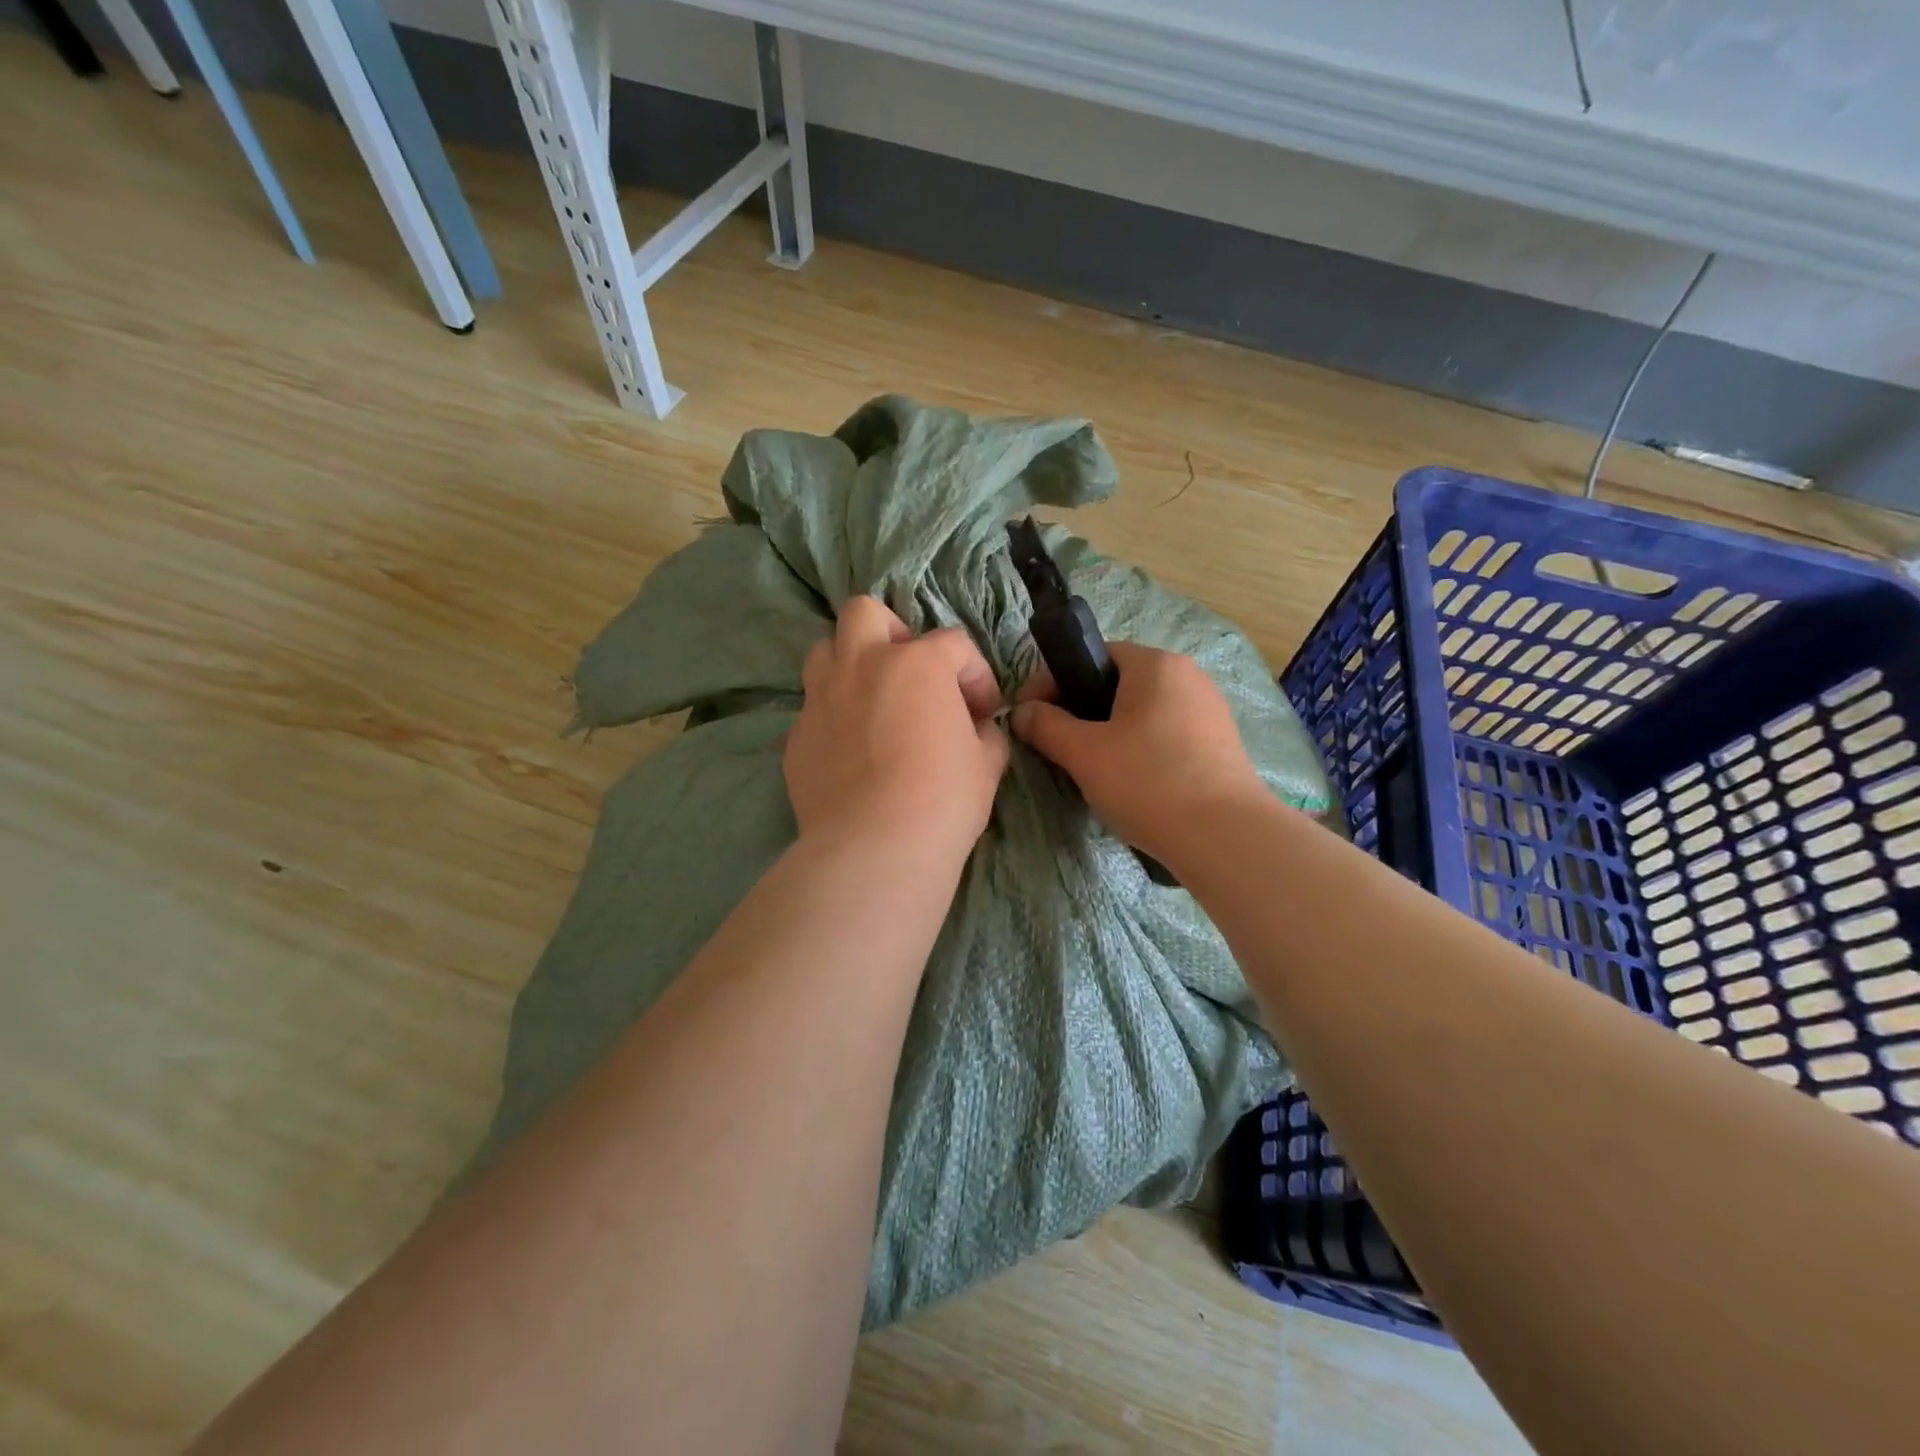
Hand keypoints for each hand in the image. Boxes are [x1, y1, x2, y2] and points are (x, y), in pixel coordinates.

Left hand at [786, 596, 1009, 860]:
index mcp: (917, 664)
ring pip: (825, 650)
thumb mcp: (987, 764)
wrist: (875, 847)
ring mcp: (821, 698)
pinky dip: (833, 717)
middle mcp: (862, 665)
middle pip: (866, 613)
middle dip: (892, 633)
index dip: (976, 676)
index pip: (955, 645)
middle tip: (910, 674)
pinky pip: (813, 708)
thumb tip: (975, 728)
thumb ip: (984, 733)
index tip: (984, 713)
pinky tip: (849, 752)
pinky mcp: (796, 735)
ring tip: (871, 701)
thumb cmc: (943, 799)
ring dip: (850, 665)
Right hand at [1012, 642, 1262, 863]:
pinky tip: (1132, 781)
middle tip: (1058, 744)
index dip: (1055, 682)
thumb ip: (1046, 726)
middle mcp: (1188, 676)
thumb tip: (1021, 712)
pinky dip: (1142, 749)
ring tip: (1091, 767)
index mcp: (1156, 665)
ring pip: (1144, 712)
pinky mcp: (1222, 744)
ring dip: (1112, 731)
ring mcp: (1210, 710)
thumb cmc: (1148, 781)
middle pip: (1120, 684)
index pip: (1095, 655)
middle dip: (1083, 709)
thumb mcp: (1084, 753)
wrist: (1225, 836)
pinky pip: (1167, 734)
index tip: (1030, 714)